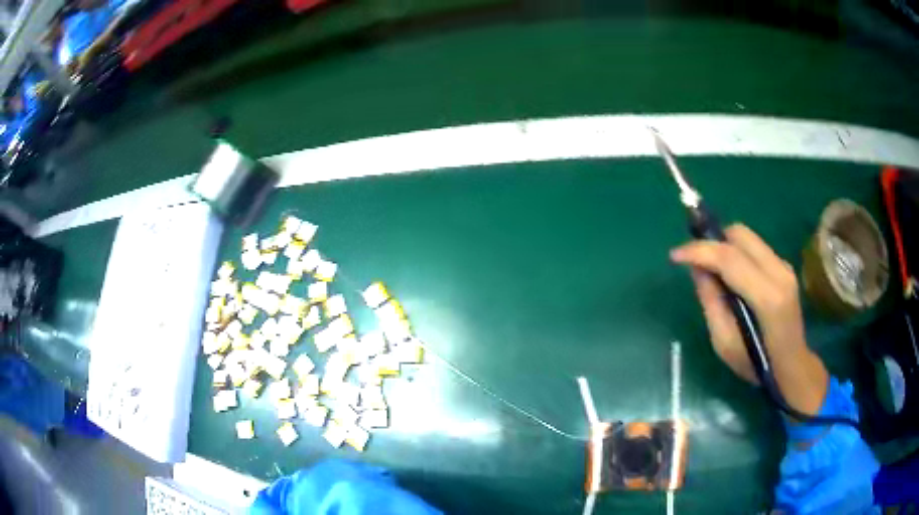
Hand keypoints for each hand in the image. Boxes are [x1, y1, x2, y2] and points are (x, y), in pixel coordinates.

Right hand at [670, 224, 827, 414]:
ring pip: (747, 237)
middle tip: (696, 263)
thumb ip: (711, 303)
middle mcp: (779, 272)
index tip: (675, 256)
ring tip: (712, 271)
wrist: (793, 366)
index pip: (729, 257)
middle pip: (740, 234)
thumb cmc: (757, 365)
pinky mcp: (785, 267)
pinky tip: (732, 277)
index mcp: (767, 297)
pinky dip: (737, 254)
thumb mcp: (725, 344)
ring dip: (725, 247)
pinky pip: (755, 248)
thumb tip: (697, 270)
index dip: (699, 251)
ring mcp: (785, 266)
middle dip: (713, 241)